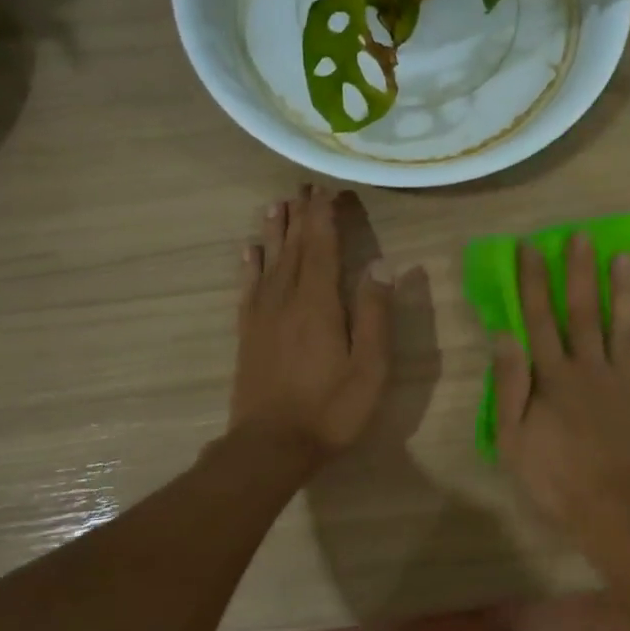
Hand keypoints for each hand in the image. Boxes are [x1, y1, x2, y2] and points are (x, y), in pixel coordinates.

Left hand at [232, 186, 392, 465]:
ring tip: (278, 203)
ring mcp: (262, 315)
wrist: (270, 445)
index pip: (323, 246)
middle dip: (302, 214)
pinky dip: (250, 263)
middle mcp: (286, 298)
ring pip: (269, 260)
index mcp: (319, 303)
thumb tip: (381, 265)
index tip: (330, 187)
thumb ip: (375, 314)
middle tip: (305, 184)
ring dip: (276, 230)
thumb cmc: (330, 409)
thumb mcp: (369, 367)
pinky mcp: (247, 333)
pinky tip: (250, 249)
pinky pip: (248, 286)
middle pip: (295, 246)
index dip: (326, 215)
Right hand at [493, 234, 629, 550]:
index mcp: (554, 378)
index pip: (540, 320)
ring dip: (625, 291)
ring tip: (625, 257)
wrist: (618, 512)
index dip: (533, 283)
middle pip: (584, 313)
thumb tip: (504, 335)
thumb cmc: (557, 481)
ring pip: (627, 327)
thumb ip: (510, 385)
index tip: (530, 248)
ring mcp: (629, 383)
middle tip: (582, 237)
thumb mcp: (513, 440)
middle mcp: (592, 369)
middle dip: (580, 273)